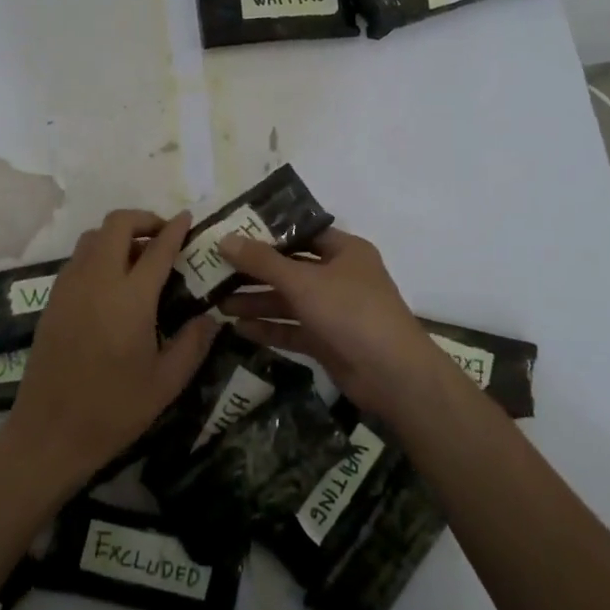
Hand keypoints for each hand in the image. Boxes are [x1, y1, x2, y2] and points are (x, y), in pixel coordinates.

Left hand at [3, 209, 215, 490]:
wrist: (49, 434)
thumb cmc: (113, 411)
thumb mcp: (167, 383)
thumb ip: (193, 343)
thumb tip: (211, 317)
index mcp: (130, 298)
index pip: (157, 248)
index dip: (175, 229)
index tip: (187, 218)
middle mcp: (97, 281)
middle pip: (117, 224)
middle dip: (143, 219)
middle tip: (163, 236)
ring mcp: (69, 287)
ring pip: (92, 237)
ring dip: (118, 234)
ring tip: (139, 256)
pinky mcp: (52, 300)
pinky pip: (77, 258)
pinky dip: (98, 253)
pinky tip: (112, 281)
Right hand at [217, 228, 444, 420]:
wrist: (392, 375)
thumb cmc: (351, 312)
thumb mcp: (303, 281)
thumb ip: (262, 261)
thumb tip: (224, 239)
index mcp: (345, 251)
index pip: (301, 234)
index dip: (268, 234)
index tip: (233, 235)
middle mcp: (340, 277)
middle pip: (291, 269)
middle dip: (256, 273)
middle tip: (217, 272)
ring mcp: (335, 311)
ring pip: (290, 301)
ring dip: (258, 302)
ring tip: (218, 304)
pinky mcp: (328, 341)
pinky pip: (293, 329)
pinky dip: (270, 328)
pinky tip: (239, 328)